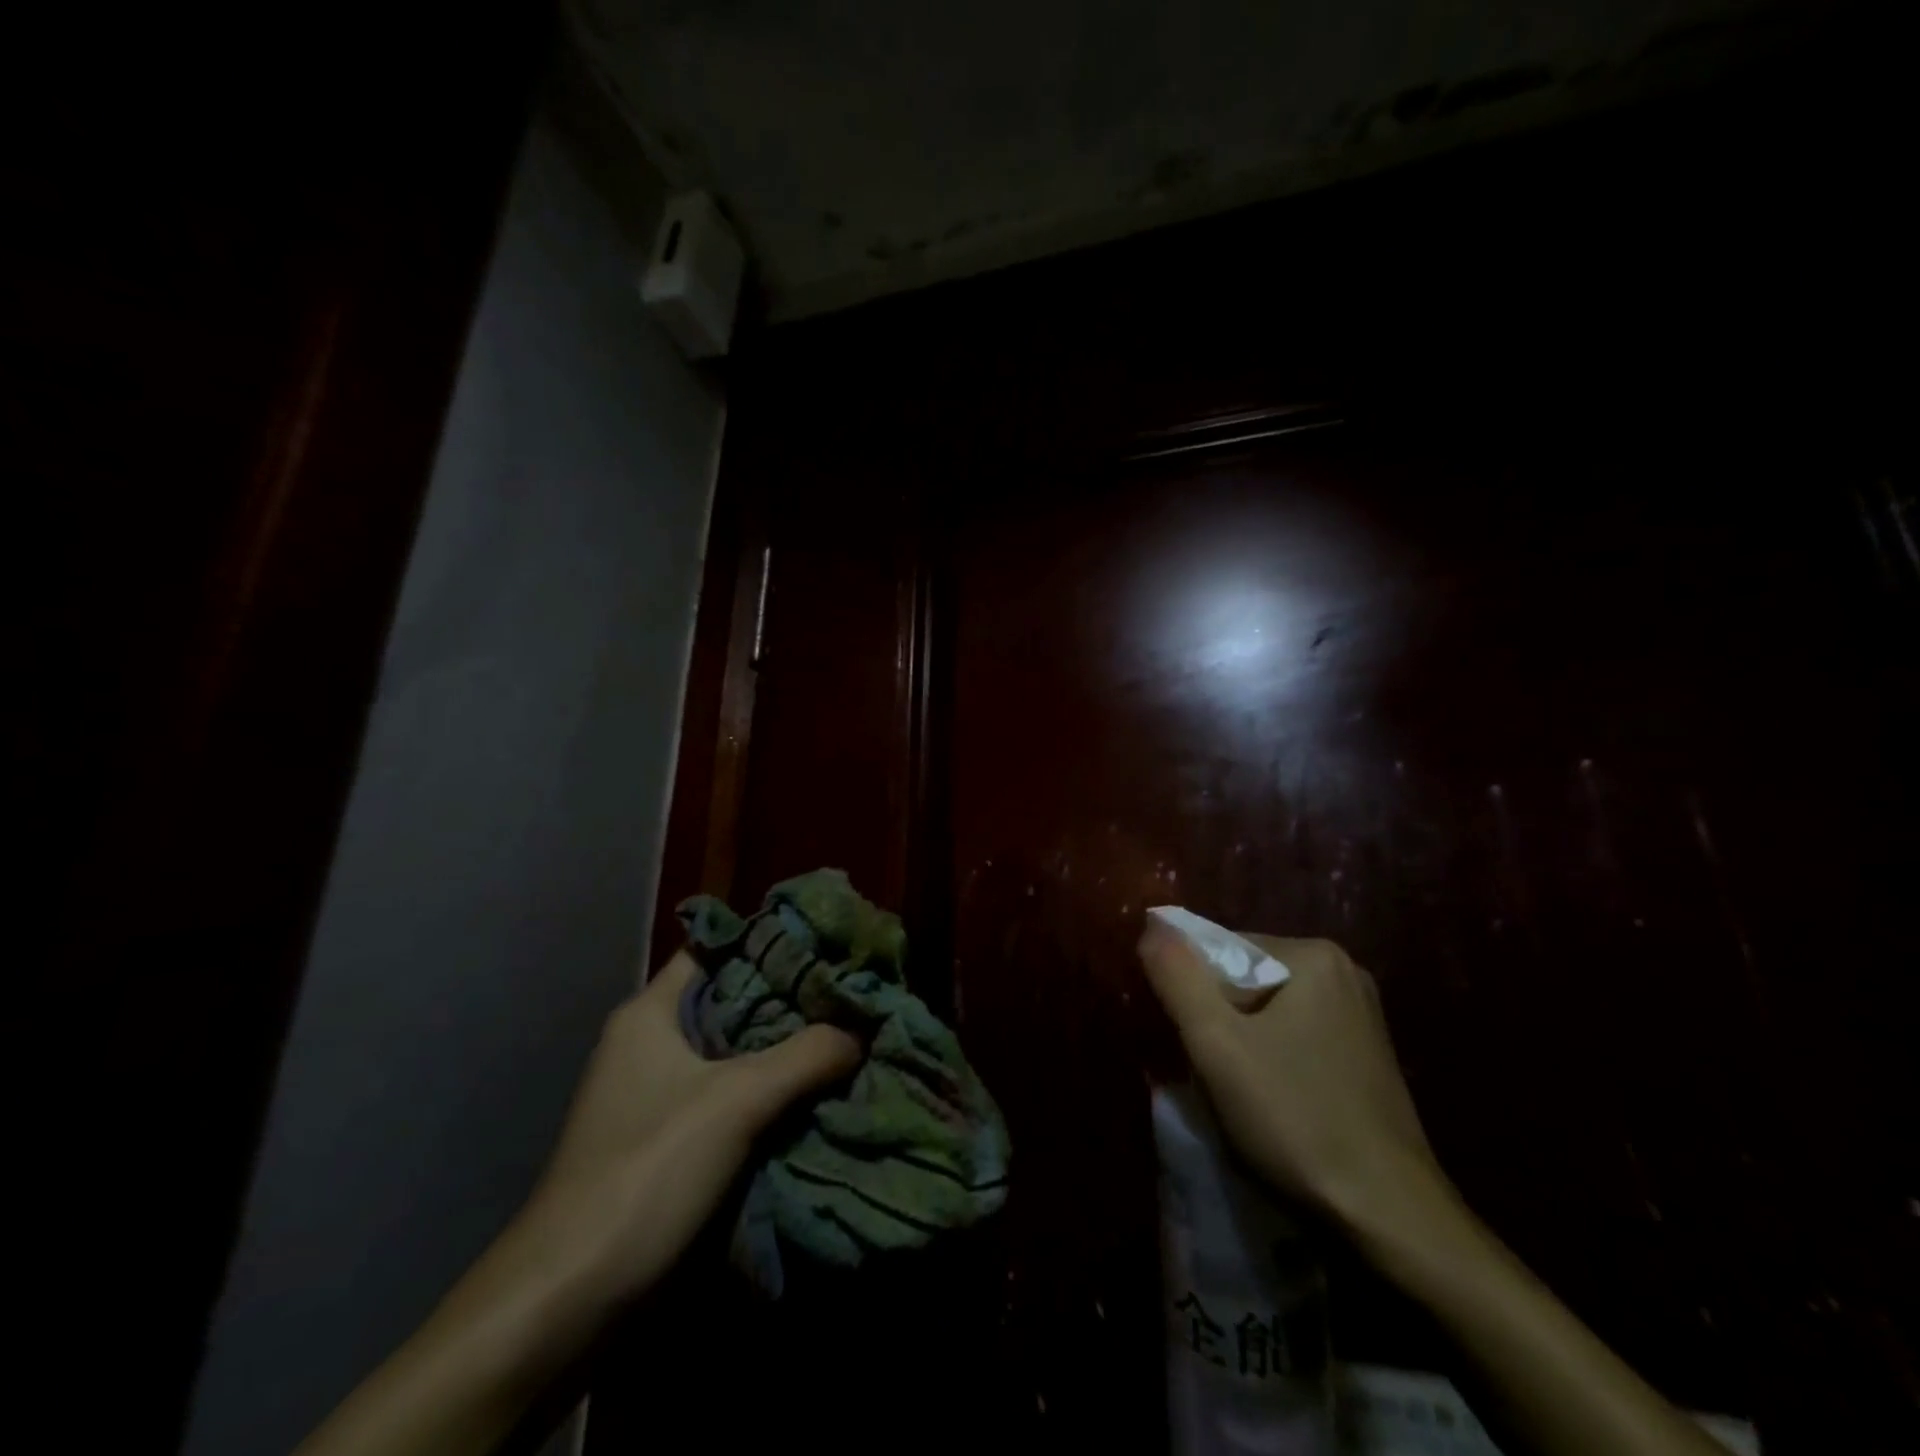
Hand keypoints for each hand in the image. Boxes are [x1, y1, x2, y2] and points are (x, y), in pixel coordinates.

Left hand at [522, 949, 862, 1300]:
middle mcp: (651, 1044)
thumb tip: (861, 1030)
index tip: (824, 943)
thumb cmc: (646, 1172)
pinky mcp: (669, 1142)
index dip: (767, 941)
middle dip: (789, 1000)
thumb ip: (806, 1056)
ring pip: (734, 1053)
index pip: (715, 949)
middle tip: (849, 994)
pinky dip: (770, 1093)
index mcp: (650, 1014)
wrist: (568, 1301)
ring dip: (785, 1051)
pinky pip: (730, 1097)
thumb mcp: (736, 1101)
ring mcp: (657, 1095)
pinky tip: (816, 1094)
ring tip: (846, 1037)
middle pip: (732, 1001)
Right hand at [1137, 925, 1447, 1234]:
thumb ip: (1177, 976)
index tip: (1195, 1043)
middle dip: (1220, 1019)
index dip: (1194, 993)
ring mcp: (1362, 1016)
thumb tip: (1153, 925)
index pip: (1223, 949)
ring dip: (1243, 1043)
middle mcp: (1345, 972)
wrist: (1391, 1217)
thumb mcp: (1216, 1043)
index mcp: (1314, 955)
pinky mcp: (1369, 1056)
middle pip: (1247, 980)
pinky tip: (1275, 1103)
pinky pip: (1298, 1037)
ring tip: (1242, 1093)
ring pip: (1270, 1012)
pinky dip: (1275, 1060)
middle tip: (1214, 1071)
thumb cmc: (1296, 1118)